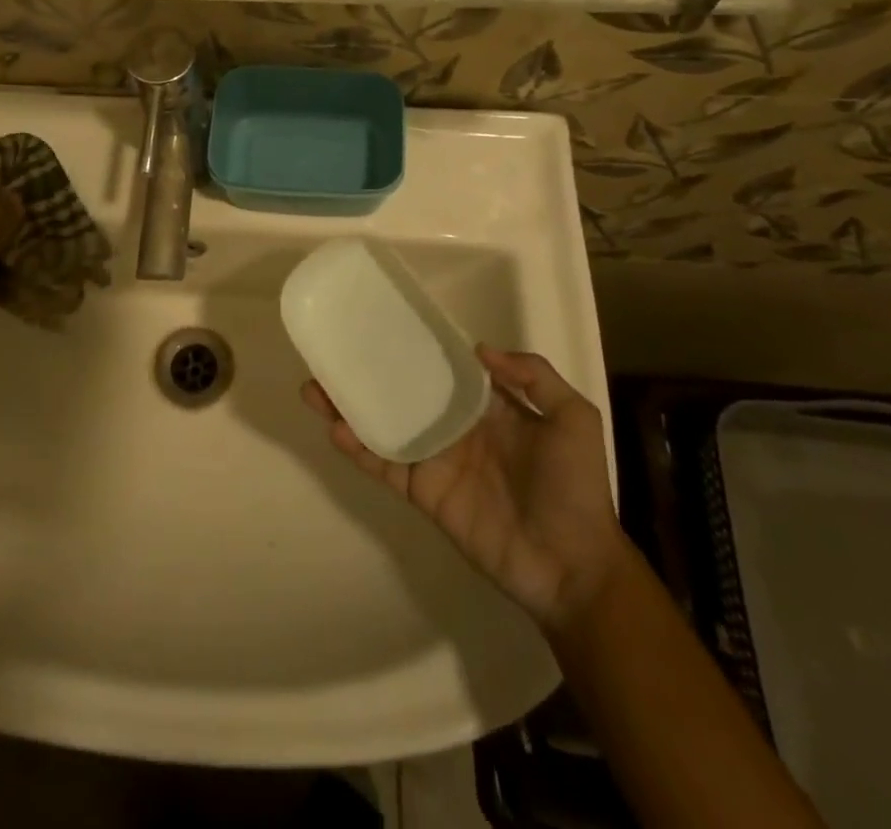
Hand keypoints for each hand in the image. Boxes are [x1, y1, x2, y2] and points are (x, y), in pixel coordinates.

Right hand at [302, 347, 627, 632]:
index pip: (444, 369)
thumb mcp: (574, 418)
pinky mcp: (422, 492)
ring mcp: (434, 460)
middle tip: (332, 352)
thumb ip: (534, 377)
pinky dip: (358, 449)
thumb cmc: (576, 487)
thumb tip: (478, 348)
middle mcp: (453, 427)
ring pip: (383, 426)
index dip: (416, 348)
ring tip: (314, 386)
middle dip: (369, 373)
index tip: (385, 324)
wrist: (572, 565)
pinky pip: (385, 465)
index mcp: (486, 407)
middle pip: (402, 393)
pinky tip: (335, 427)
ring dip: (349, 407)